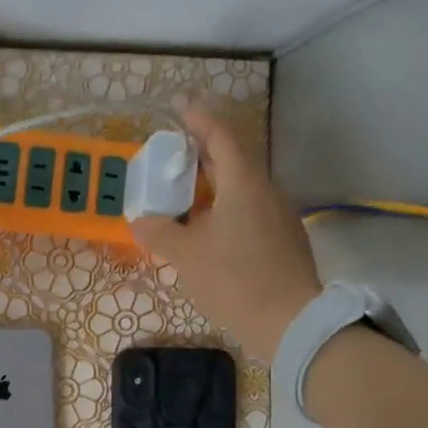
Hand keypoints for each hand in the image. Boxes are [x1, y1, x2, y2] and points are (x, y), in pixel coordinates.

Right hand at [130, 104, 321, 361]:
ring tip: (187, 191)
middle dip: (205, 151)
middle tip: (176, 152)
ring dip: (215, 181)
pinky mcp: (283, 238)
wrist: (289, 322)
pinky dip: (227, 205)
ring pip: (243, 185)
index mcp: (244, 183)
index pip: (222, 136)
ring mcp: (279, 214)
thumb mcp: (186, 256)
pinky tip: (210, 225)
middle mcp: (266, 190)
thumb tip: (139, 221)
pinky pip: (251, 208)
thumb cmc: (234, 280)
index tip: (181, 105)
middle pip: (235, 158)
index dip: (200, 118)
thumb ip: (160, 232)